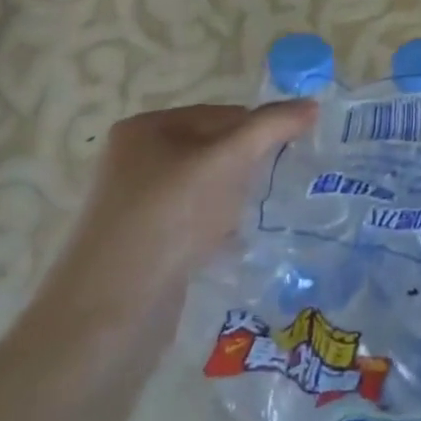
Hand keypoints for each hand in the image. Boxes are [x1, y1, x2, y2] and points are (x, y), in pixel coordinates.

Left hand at [70, 101, 318, 292]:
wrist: (109, 316)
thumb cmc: (168, 220)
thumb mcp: (226, 162)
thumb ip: (270, 128)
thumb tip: (311, 104)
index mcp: (146, 128)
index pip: (221, 113)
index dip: (260, 130)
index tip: (293, 154)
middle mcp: (135, 160)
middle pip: (213, 150)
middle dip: (247, 167)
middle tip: (279, 185)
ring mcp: (135, 205)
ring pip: (205, 189)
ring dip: (234, 200)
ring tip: (257, 216)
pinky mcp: (142, 245)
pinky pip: (192, 223)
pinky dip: (216, 229)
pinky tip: (233, 245)